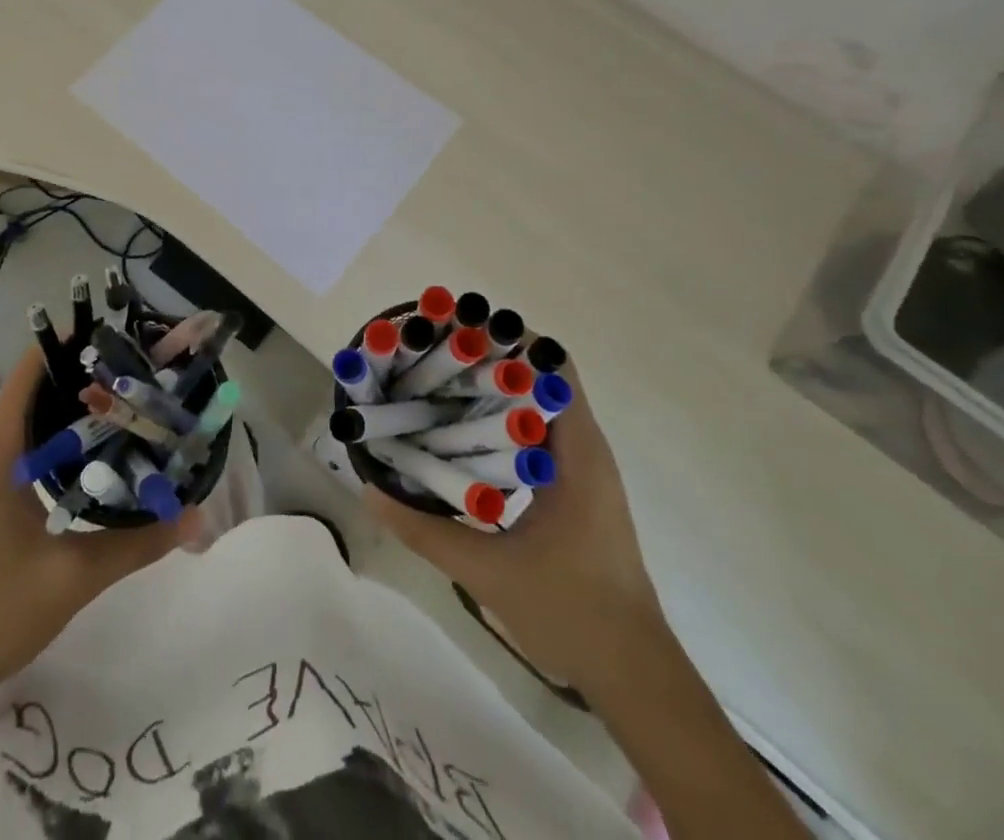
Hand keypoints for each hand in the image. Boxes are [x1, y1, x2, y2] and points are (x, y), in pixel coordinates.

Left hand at [0, 348, 197, 696]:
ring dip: (77, 410)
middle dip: (88, 375)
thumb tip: (196, 514)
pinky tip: (103, 456)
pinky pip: (29, 448)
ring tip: (134, 405)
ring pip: (35, 420)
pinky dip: (65, 440)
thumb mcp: (72, 576)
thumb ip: (137, 542)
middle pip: (38, 388)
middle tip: (144, 373)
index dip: (73, 343)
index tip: (122, 336)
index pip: (32, 369)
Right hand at [363, 356, 663, 697]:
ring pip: (539, 405)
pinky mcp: (576, 489)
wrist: (633, 673)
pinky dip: (503, 421)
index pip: (554, 366)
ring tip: (441, 384)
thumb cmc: (572, 613)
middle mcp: (585, 448)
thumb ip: (425, 531)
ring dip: (496, 389)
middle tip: (436, 354)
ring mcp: (584, 469)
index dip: (510, 338)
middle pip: (542, 377)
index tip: (460, 330)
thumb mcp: (488, 572)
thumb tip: (370, 491)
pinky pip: (539, 434)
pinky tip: (463, 437)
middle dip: (492, 358)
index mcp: (578, 452)